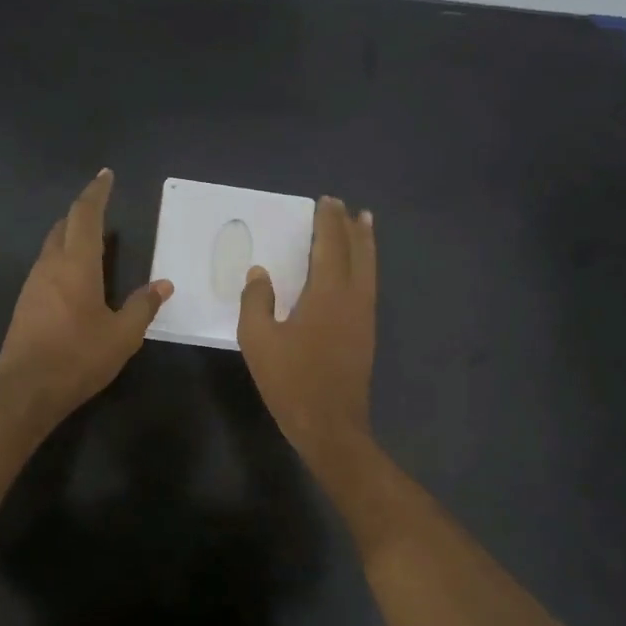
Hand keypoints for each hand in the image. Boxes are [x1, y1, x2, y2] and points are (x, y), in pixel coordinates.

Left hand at [0, 170, 172, 425]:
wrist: (27, 390)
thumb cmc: (79, 357)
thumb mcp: (122, 335)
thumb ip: (143, 306)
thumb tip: (163, 285)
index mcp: (76, 265)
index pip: (85, 216)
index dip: (96, 193)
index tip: (106, 175)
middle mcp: (50, 266)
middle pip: (64, 226)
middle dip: (83, 211)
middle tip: (102, 205)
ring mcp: (33, 284)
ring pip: (52, 246)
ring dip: (71, 235)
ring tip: (93, 239)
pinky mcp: (25, 303)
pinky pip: (46, 266)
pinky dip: (63, 258)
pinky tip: (76, 276)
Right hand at [237, 197, 375, 463]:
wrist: (330, 424)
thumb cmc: (291, 381)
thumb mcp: (259, 341)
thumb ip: (256, 302)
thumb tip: (260, 274)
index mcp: (327, 294)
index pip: (330, 246)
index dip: (328, 222)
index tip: (326, 201)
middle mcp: (353, 298)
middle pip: (358, 252)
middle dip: (351, 227)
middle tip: (346, 207)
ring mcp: (364, 316)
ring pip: (369, 269)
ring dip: (365, 244)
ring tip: (364, 224)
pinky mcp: (366, 333)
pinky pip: (369, 285)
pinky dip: (366, 266)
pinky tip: (359, 270)